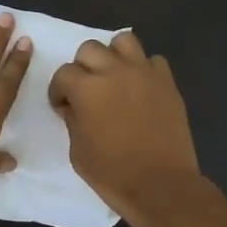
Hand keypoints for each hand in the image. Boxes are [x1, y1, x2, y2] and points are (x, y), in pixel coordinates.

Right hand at [48, 31, 201, 224]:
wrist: (161, 185)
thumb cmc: (112, 173)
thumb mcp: (77, 151)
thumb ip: (73, 120)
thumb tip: (73, 106)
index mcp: (87, 89)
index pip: (63, 73)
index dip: (59, 90)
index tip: (63, 106)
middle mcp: (115, 71)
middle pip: (90, 48)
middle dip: (82, 67)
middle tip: (86, 90)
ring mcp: (144, 73)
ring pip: (124, 41)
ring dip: (114, 55)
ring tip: (114, 77)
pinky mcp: (167, 83)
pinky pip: (153, 61)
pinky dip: (144, 69)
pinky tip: (141, 88)